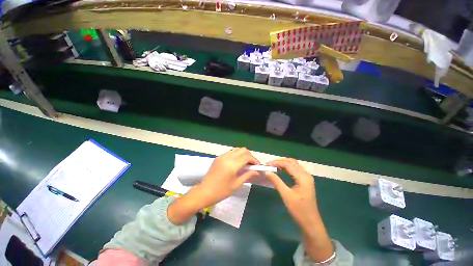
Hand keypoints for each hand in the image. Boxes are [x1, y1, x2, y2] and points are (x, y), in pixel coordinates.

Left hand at [197, 147, 259, 206]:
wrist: (204, 192)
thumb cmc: (221, 191)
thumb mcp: (236, 184)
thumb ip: (248, 175)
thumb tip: (257, 171)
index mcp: (232, 165)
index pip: (247, 156)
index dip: (254, 160)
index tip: (257, 166)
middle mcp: (227, 157)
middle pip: (243, 150)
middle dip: (249, 156)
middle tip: (251, 165)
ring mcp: (222, 156)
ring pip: (237, 149)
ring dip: (243, 154)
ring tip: (244, 163)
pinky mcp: (218, 157)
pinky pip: (230, 152)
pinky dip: (236, 155)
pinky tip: (236, 163)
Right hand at [265, 158, 333, 262]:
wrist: (311, 223)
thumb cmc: (299, 210)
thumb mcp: (286, 195)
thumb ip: (276, 181)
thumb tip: (267, 171)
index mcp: (303, 177)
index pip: (288, 164)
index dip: (277, 162)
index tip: (267, 164)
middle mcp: (306, 175)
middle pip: (292, 162)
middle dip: (280, 161)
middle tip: (269, 164)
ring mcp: (306, 178)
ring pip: (294, 165)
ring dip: (283, 164)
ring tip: (273, 166)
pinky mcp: (305, 181)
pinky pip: (295, 170)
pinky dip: (287, 168)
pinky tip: (280, 170)